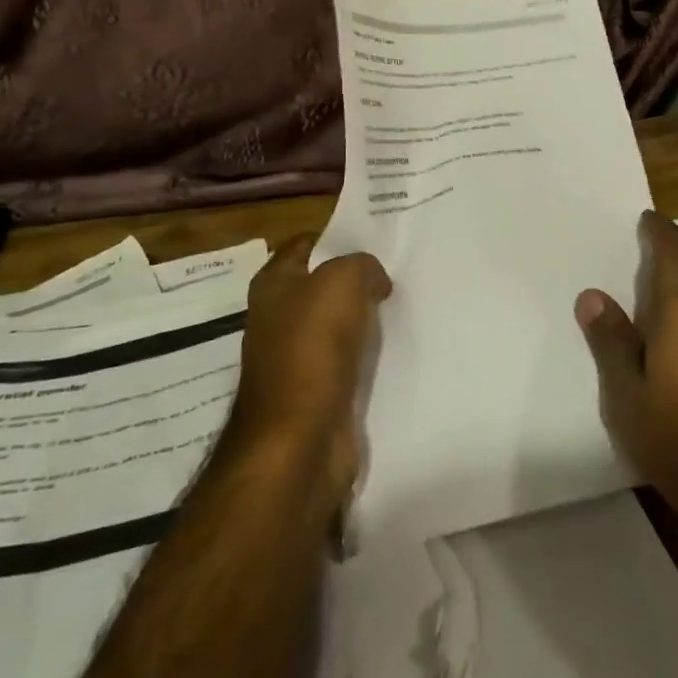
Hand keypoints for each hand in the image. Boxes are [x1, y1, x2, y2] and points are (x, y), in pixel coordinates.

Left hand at [226, 237, 390, 513]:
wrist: (299, 441)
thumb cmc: (312, 349)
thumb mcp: (342, 281)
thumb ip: (361, 265)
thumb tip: (373, 280)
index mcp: (273, 284)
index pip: (305, 244)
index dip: (338, 237)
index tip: (378, 240)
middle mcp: (278, 317)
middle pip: (324, 285)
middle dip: (358, 278)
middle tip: (399, 271)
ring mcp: (295, 357)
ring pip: (338, 323)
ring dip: (366, 318)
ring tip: (403, 306)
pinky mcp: (316, 391)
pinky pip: (348, 360)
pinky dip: (368, 355)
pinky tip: (395, 348)